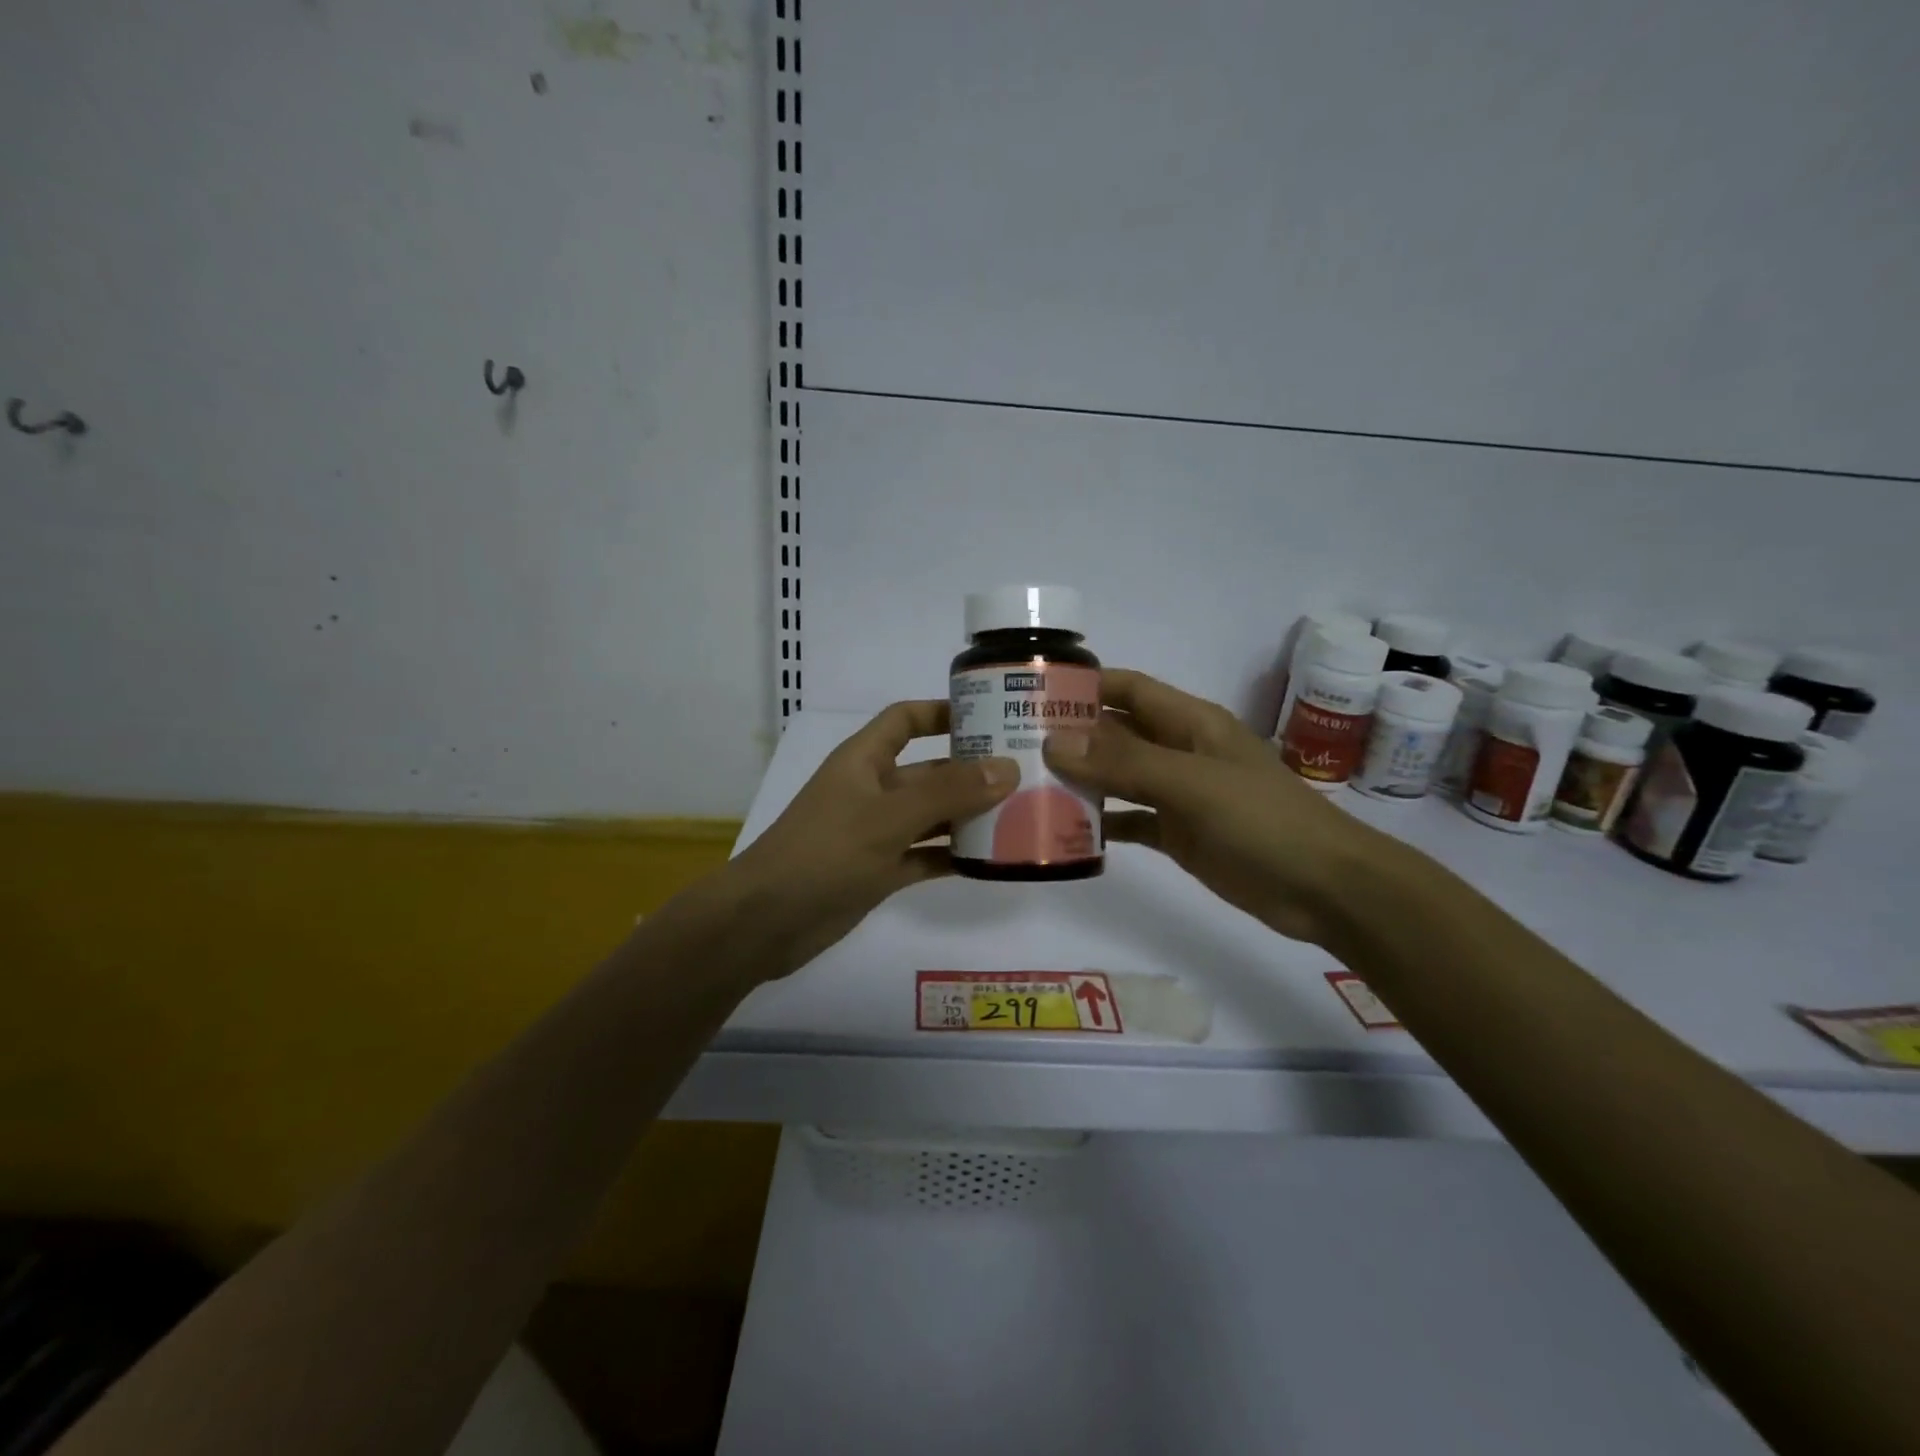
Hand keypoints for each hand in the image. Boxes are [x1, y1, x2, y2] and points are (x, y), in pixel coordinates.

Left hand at [727, 701, 1016, 975]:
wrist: (765, 922)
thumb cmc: (824, 853)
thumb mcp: (888, 817)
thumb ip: (948, 793)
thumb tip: (1007, 768)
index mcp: (864, 760)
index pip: (906, 719)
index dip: (943, 712)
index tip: (990, 714)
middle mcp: (872, 790)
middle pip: (928, 770)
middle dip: (970, 770)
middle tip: (1025, 773)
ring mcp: (875, 833)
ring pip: (931, 816)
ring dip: (968, 816)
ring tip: (1021, 816)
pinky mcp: (879, 872)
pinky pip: (924, 856)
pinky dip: (952, 857)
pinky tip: (990, 862)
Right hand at [1044, 669, 1393, 944]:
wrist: (1325, 888)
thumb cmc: (1263, 821)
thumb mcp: (1192, 784)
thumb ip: (1124, 764)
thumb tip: (1054, 743)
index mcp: (1189, 723)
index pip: (1128, 688)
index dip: (1085, 684)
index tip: (1032, 691)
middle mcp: (1180, 750)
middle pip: (1117, 732)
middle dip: (1071, 735)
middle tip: (1013, 745)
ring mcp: (1179, 793)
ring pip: (1119, 777)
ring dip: (1081, 779)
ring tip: (1027, 785)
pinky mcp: (1179, 833)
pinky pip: (1131, 819)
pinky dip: (1102, 821)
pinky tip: (1066, 831)